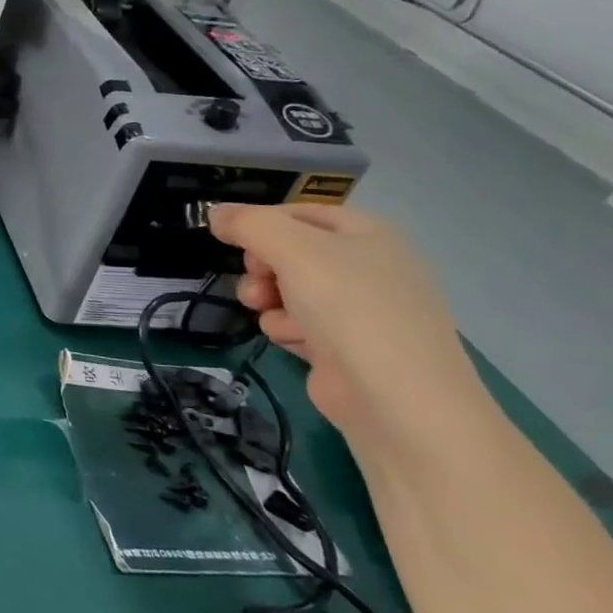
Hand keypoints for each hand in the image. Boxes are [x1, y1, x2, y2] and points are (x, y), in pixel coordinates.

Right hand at [209, 204, 488, 456]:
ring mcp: (357, 308)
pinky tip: (297, 343)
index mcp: (368, 234)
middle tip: (261, 280)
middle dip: (262, 267)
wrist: (398, 399)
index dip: (261, 223)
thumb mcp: (294, 250)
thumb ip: (249, 224)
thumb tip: (215, 213)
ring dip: (269, 301)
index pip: (298, 212)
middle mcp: (366, 266)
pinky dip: (287, 330)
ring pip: (284, 289)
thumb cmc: (351, 309)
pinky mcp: (342, 344)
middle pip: (287, 252)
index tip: (231, 239)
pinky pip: (295, 323)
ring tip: (277, 318)